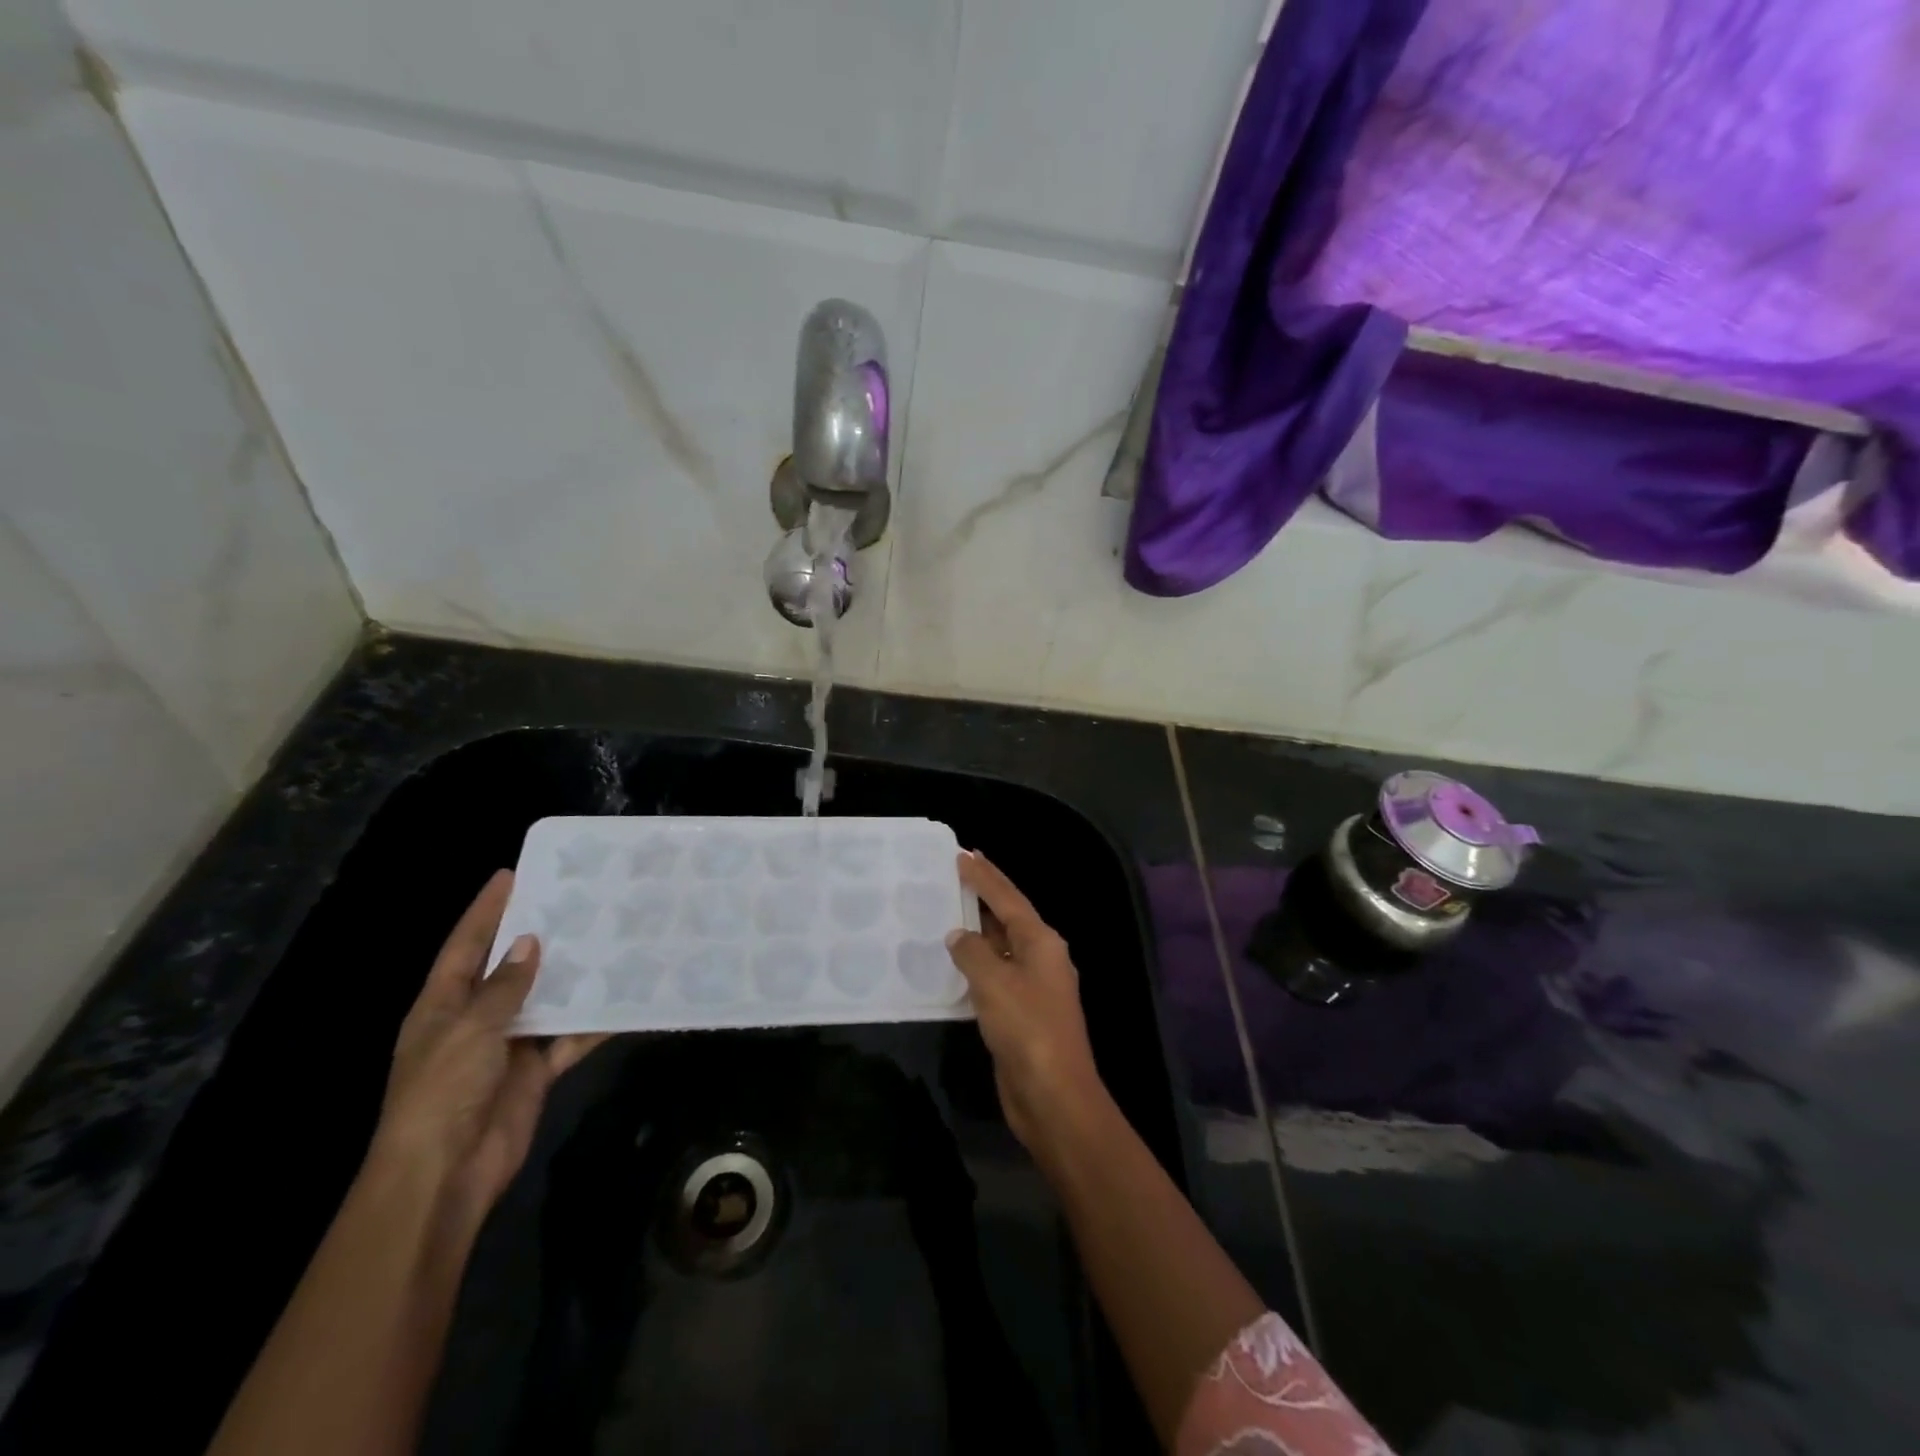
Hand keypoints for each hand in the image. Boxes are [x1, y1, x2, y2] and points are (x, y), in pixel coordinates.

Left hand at [370, 871, 605, 1238]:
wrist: (446, 1175)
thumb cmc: (443, 1093)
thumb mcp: (469, 1030)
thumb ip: (503, 987)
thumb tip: (530, 942)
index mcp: (443, 1005)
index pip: (466, 945)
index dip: (486, 910)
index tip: (513, 874)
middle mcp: (475, 1019)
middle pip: (510, 968)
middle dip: (538, 937)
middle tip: (578, 900)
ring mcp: (507, 1046)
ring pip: (546, 999)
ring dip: (573, 977)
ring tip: (610, 938)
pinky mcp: (535, 1070)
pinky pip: (570, 1038)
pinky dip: (594, 1023)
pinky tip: (625, 1000)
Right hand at [945, 852, 1104, 1153]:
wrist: (1053, 1095)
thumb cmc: (1027, 1028)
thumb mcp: (994, 982)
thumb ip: (972, 952)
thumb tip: (958, 936)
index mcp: (1042, 942)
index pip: (1008, 898)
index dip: (985, 876)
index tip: (964, 854)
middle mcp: (1041, 957)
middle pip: (1008, 917)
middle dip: (985, 894)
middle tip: (958, 871)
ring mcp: (1033, 986)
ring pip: (1001, 946)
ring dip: (978, 928)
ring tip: (950, 909)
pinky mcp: (1020, 1012)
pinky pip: (994, 975)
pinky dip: (975, 962)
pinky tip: (954, 960)